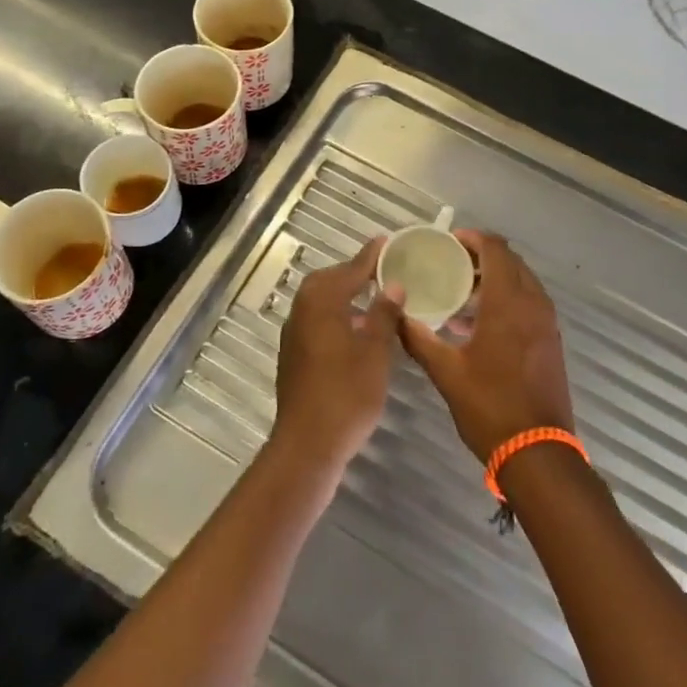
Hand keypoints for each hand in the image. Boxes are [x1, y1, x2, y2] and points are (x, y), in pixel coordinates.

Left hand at [271, 238, 403, 473]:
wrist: (307, 444)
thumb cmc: (347, 394)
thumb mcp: (375, 352)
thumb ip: (383, 314)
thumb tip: (392, 285)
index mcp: (322, 302)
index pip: (350, 270)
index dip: (370, 257)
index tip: (387, 241)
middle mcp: (302, 311)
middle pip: (329, 281)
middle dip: (354, 274)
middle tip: (382, 271)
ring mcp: (295, 334)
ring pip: (321, 301)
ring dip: (345, 295)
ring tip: (374, 298)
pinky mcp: (294, 355)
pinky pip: (317, 320)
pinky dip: (337, 315)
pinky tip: (357, 330)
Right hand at [401, 231, 573, 461]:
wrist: (538, 453)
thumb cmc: (490, 407)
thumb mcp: (446, 372)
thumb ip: (419, 339)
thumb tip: (395, 316)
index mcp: (508, 303)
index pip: (496, 249)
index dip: (473, 238)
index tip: (448, 242)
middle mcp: (533, 304)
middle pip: (510, 261)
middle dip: (482, 256)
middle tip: (451, 264)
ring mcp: (546, 323)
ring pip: (522, 282)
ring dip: (495, 278)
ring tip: (461, 292)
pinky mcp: (551, 341)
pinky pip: (529, 303)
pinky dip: (508, 299)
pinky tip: (480, 323)